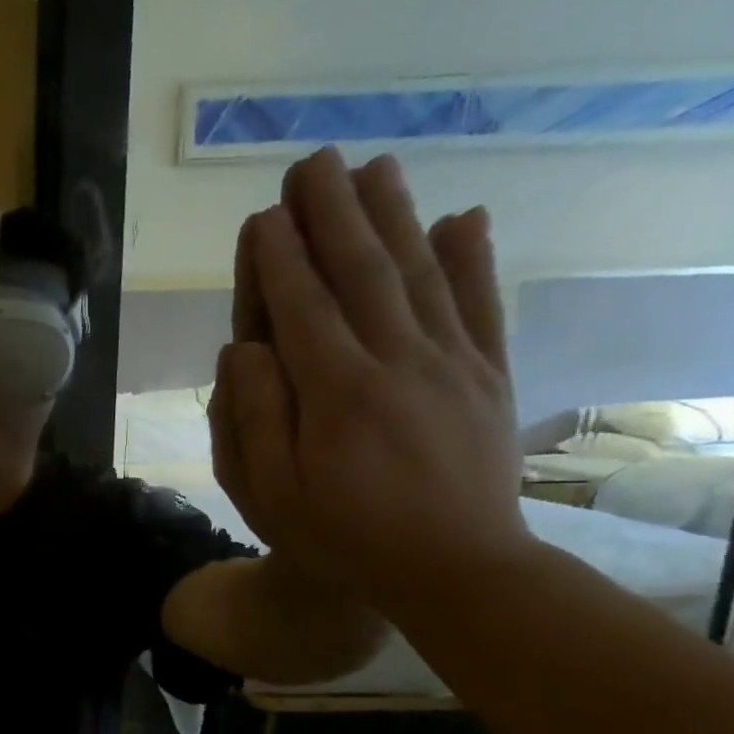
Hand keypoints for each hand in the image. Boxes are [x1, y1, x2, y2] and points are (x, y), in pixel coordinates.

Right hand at [210, 146, 529, 602]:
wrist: (455, 571)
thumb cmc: (343, 537)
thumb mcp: (270, 494)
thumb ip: (252, 417)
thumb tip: (244, 348)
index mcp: (336, 393)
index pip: (301, 308)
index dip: (279, 259)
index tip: (263, 214)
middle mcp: (397, 362)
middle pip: (362, 272)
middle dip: (333, 214)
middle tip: (313, 163)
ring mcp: (452, 364)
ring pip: (420, 274)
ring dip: (394, 216)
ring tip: (374, 168)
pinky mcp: (489, 376)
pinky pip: (481, 306)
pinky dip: (473, 258)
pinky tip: (463, 218)